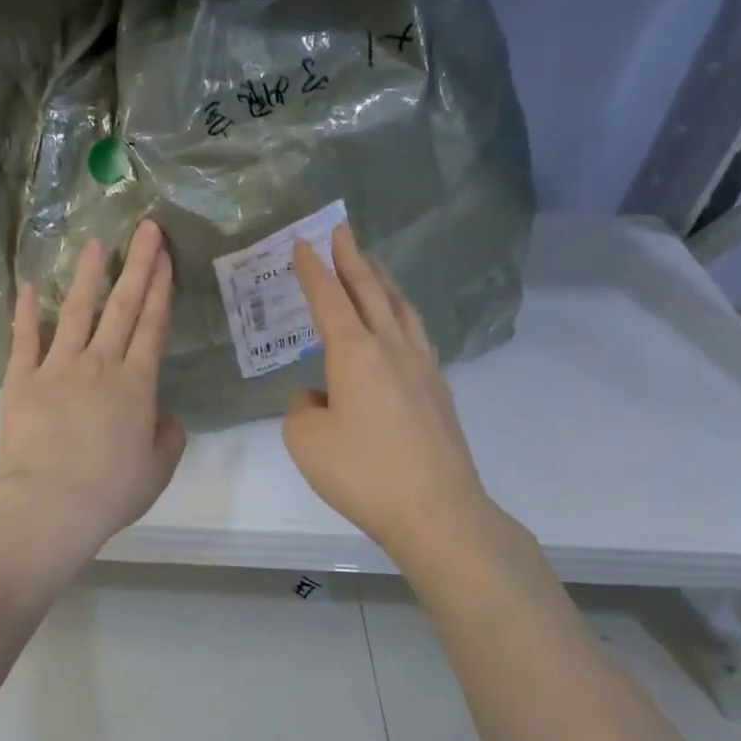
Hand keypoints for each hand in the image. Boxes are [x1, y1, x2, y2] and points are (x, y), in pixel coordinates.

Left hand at [0, 220, 186, 585]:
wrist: (51, 504)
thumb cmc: (109, 491)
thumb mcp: (156, 471)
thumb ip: (168, 439)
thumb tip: (166, 418)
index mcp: (136, 385)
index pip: (153, 326)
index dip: (161, 290)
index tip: (166, 258)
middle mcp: (100, 365)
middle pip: (123, 307)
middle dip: (138, 265)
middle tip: (146, 229)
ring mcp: (58, 367)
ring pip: (77, 311)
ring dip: (88, 275)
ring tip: (95, 243)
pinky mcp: (22, 378)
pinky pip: (24, 338)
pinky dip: (26, 311)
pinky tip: (28, 285)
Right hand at [284, 222, 508, 579]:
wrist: (436, 510)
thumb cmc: (362, 472)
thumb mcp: (306, 441)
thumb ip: (303, 409)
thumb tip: (319, 397)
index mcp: (355, 353)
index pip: (328, 299)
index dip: (312, 270)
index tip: (302, 243)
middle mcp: (391, 348)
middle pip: (370, 291)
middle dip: (352, 258)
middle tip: (342, 230)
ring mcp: (422, 367)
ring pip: (400, 309)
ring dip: (382, 281)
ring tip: (372, 265)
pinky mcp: (438, 390)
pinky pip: (416, 334)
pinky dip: (400, 313)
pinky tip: (400, 323)